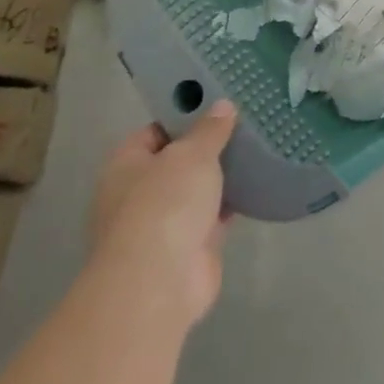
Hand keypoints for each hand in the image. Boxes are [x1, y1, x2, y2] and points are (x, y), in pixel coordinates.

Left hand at [90, 102, 237, 327]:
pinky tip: (258, 183)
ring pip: (197, 190)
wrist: (160, 282)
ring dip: (221, 176)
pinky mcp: (190, 247)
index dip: (183, 115)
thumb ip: (209, 130)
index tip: (218, 101)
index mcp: (125, 166)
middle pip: (177, 161)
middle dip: (207, 147)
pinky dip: (232, 203)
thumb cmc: (165, 204)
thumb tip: (223, 106)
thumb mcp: (192, 154)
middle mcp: (138, 194)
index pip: (154, 131)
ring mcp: (163, 223)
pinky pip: (214, 215)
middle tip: (245, 122)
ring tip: (258, 147)